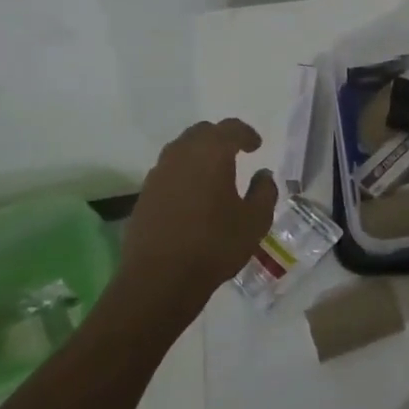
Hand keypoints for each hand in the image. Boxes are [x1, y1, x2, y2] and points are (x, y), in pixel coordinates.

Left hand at [119, 119, 278, 319]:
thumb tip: (263, 174)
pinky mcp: (144, 195)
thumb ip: (264, 191)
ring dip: (199, 154)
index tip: (256, 146)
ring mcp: (158, 174)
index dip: (246, 134)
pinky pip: (168, 171)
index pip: (230, 129)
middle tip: (235, 152)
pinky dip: (183, 173)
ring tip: (213, 172)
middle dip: (220, 138)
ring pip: (180, 150)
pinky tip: (192, 195)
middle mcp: (181, 155)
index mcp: (211, 154)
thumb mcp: (255, 221)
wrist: (159, 280)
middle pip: (201, 133)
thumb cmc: (215, 245)